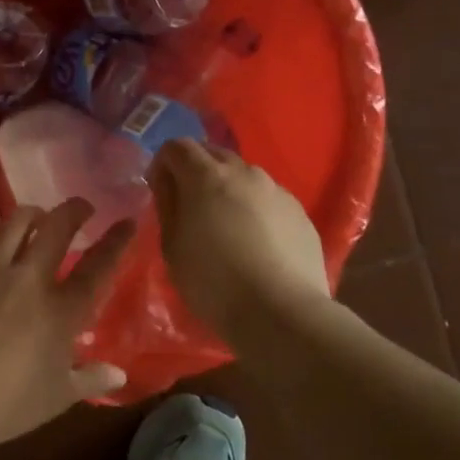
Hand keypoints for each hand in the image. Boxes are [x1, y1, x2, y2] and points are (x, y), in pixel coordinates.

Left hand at [0, 200, 134, 453]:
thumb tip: (120, 373)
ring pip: (15, 223)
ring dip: (32, 214)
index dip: (116, 242)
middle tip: (81, 207)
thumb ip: (91, 381)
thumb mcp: (57, 398)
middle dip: (74, 210)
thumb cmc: (6, 406)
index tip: (127, 221)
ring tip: (37, 215)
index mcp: (60, 311)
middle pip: (56, 229)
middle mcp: (29, 280)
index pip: (98, 267)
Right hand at [150, 139, 328, 332]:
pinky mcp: (300, 213)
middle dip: (196, 169)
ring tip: (225, 223)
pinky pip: (268, 198)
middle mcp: (245, 172)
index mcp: (207, 176)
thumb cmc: (214, 282)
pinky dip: (255, 208)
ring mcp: (277, 190)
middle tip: (189, 203)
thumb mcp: (172, 247)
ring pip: (244, 175)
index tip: (160, 189)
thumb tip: (167, 182)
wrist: (282, 313)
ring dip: (228, 188)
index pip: (178, 146)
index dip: (163, 163)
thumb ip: (167, 205)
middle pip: (213, 153)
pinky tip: (255, 241)